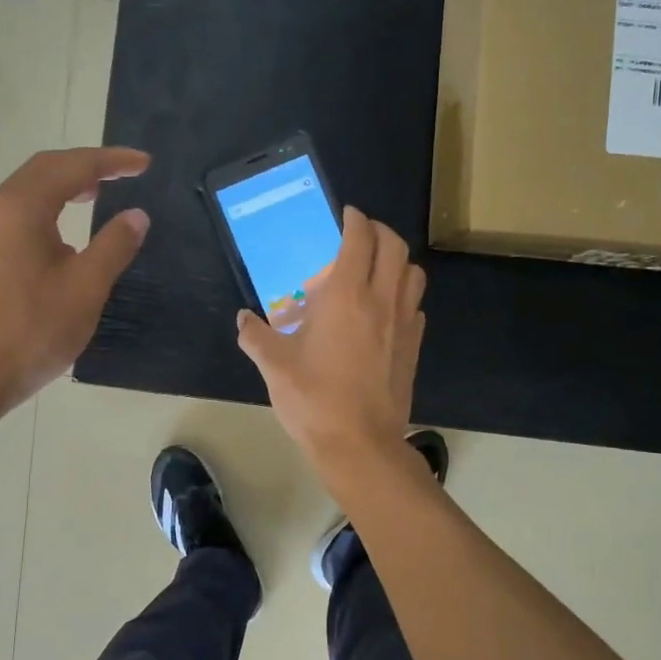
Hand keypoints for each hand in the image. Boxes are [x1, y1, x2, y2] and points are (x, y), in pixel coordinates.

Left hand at [0, 147, 150, 419]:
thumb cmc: (29, 333)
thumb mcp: (85, 290)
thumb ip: (114, 246)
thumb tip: (136, 215)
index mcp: (20, 208)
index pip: (71, 167)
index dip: (111, 161)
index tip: (144, 164)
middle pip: (42, 170)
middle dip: (85, 166)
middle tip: (123, 174)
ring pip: (25, 192)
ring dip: (62, 186)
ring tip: (95, 196)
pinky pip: (14, 215)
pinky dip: (45, 209)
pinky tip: (60, 233)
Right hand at [237, 207, 426, 477]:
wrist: (360, 444)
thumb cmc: (314, 400)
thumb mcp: (274, 366)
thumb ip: (255, 336)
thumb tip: (244, 319)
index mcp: (346, 296)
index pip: (360, 240)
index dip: (355, 220)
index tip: (346, 215)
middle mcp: (381, 300)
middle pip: (395, 247)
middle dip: (379, 231)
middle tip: (360, 235)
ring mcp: (404, 324)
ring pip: (414, 274)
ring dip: (397, 261)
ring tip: (375, 269)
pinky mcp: (413, 347)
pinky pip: (416, 305)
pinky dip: (404, 294)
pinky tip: (384, 311)